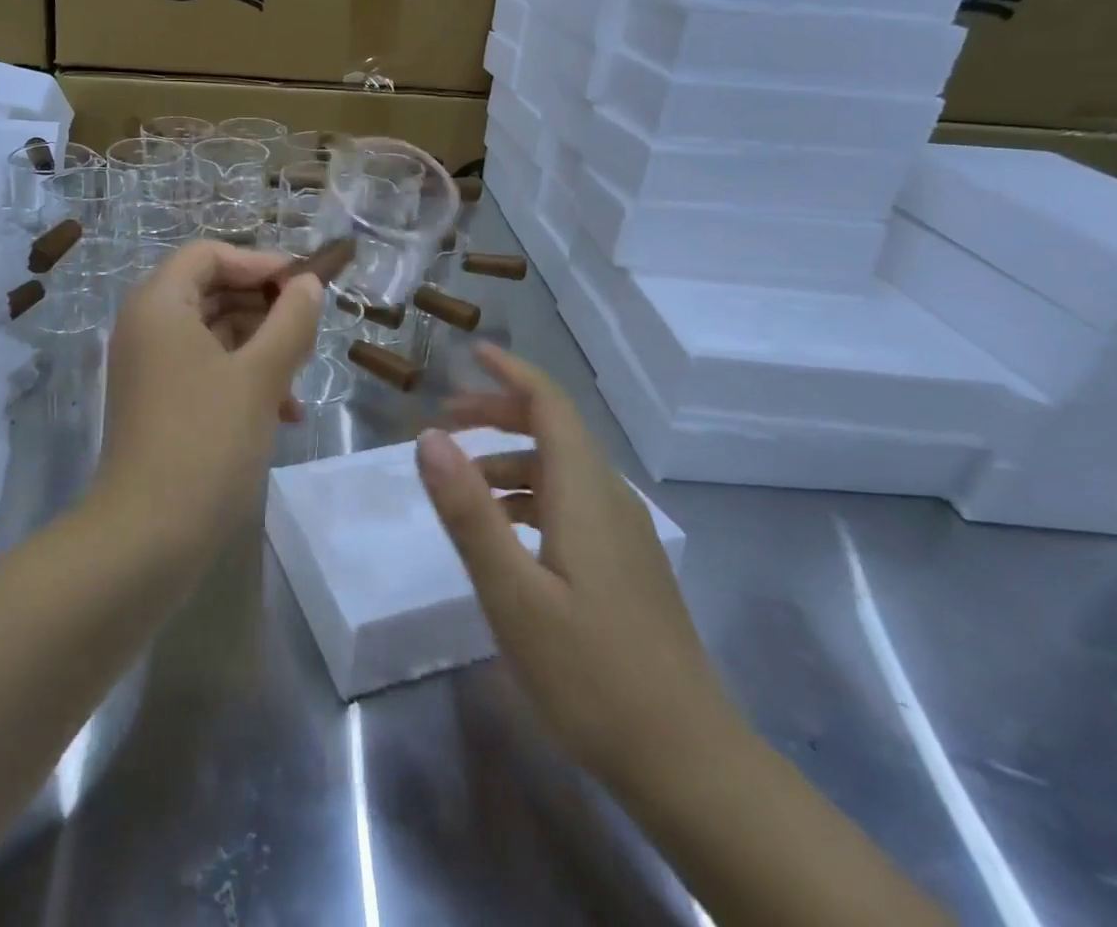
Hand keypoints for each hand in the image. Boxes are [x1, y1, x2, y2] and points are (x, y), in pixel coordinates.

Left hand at [97, 241, 322, 562]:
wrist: (147, 539)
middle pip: (212, 290)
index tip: (304, 286)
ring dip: (261, 347)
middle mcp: (147, 326)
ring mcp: (150, 366)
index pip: (209, 254)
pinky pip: (205, 368)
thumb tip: (308, 283)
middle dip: (264, 308)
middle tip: (308, 331)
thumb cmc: (206, 442)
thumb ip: (290, 321)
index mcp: (160, 304)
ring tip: (300, 379)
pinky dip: (243, 377)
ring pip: (214, 332)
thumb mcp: (261, 376)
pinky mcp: (159, 401)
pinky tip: (282, 412)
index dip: (259, 262)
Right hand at [417, 343, 733, 784]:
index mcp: (585, 492)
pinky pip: (571, 502)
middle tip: (444, 419)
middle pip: (555, 430)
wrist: (689, 763)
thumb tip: (428, 437)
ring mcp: (624, 533)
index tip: (471, 352)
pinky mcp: (626, 564)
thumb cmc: (591, 674)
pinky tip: (504, 532)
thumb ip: (469, 511)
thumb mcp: (512, 593)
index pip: (550, 404)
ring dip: (509, 458)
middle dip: (498, 413)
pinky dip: (529, 495)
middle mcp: (610, 498)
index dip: (511, 372)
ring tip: (460, 481)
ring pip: (561, 469)